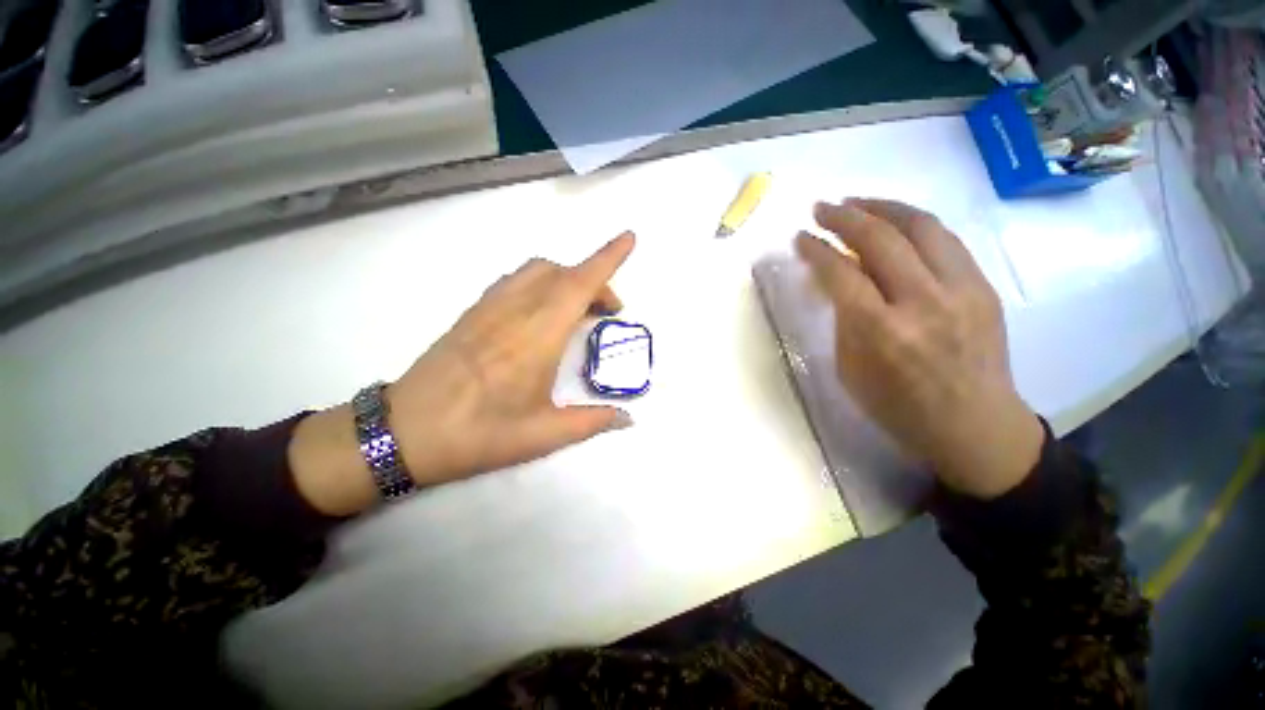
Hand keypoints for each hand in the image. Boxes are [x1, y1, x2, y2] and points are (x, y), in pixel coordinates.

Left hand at [290, 233, 636, 515]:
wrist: (404, 433)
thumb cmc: (479, 435)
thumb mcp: (543, 436)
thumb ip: (591, 422)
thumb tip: (627, 418)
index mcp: (538, 336)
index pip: (579, 284)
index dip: (607, 258)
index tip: (628, 238)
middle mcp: (516, 310)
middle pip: (564, 274)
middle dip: (596, 281)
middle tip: (610, 312)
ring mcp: (490, 307)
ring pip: (538, 271)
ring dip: (567, 279)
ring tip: (579, 309)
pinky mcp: (474, 312)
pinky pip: (516, 280)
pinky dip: (541, 282)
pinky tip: (543, 312)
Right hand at [795, 199, 1042, 498]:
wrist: (974, 426)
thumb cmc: (898, 407)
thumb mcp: (850, 369)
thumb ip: (843, 319)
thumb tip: (837, 280)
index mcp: (880, 332)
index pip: (841, 273)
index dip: (816, 249)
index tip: (800, 237)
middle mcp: (922, 303)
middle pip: (880, 239)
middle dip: (844, 216)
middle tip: (822, 208)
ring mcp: (961, 291)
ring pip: (921, 227)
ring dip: (883, 208)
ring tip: (857, 202)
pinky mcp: (983, 288)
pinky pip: (946, 240)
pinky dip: (914, 223)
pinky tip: (895, 222)